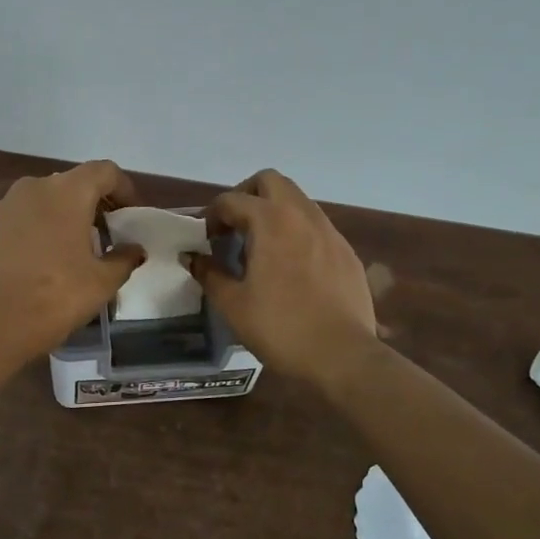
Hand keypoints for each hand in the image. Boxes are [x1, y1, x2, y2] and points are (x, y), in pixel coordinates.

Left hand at [0, 160, 146, 367]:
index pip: (104, 171)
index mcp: (66, 193)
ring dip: (54, 220)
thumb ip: (123, 259)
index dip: (122, 188)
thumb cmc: (53, 298)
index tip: (128, 215)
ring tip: (62, 255)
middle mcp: (30, 189)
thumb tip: (133, 249)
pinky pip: (9, 225)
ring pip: (36, 204)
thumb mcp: (101, 284)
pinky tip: (27, 268)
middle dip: (88, 206)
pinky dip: (24, 237)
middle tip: (100, 239)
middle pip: (68, 185)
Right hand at [188, 169, 377, 388]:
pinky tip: (291, 268)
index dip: (211, 215)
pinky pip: (316, 227)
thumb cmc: (280, 327)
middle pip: (270, 181)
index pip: (232, 200)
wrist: (342, 356)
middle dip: (246, 195)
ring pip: (297, 201)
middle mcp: (302, 215)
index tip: (205, 240)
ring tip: (261, 248)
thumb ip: (208, 273)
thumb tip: (192, 258)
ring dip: (274, 212)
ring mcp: (330, 232)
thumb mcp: (232, 304)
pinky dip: (297, 233)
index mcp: (271, 221)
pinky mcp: (347, 252)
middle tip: (234, 227)